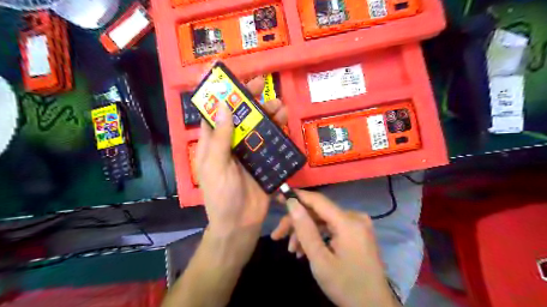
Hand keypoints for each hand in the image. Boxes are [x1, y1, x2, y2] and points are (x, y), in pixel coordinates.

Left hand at [196, 77, 286, 239]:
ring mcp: (248, 151)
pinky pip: (270, 141)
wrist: (241, 223)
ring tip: (279, 104)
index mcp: (213, 143)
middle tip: (261, 84)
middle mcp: (230, 142)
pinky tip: (284, 122)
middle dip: (248, 99)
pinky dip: (277, 130)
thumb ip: (220, 137)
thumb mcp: (215, 165)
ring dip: (267, 113)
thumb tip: (225, 106)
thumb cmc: (221, 195)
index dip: (221, 95)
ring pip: (257, 126)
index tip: (231, 77)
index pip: (215, 112)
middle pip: (239, 115)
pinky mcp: (263, 160)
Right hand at [271, 190, 400, 305]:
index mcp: (348, 222)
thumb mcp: (320, 260)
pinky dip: (318, 236)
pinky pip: (332, 228)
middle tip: (278, 236)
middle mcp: (355, 217)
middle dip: (297, 223)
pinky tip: (306, 250)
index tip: (279, 196)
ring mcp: (358, 224)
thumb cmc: (346, 286)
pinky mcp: (357, 232)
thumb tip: (292, 203)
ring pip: (324, 221)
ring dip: (306, 232)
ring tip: (293, 250)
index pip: (318, 200)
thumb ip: (305, 229)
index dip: (297, 196)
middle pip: (319, 212)